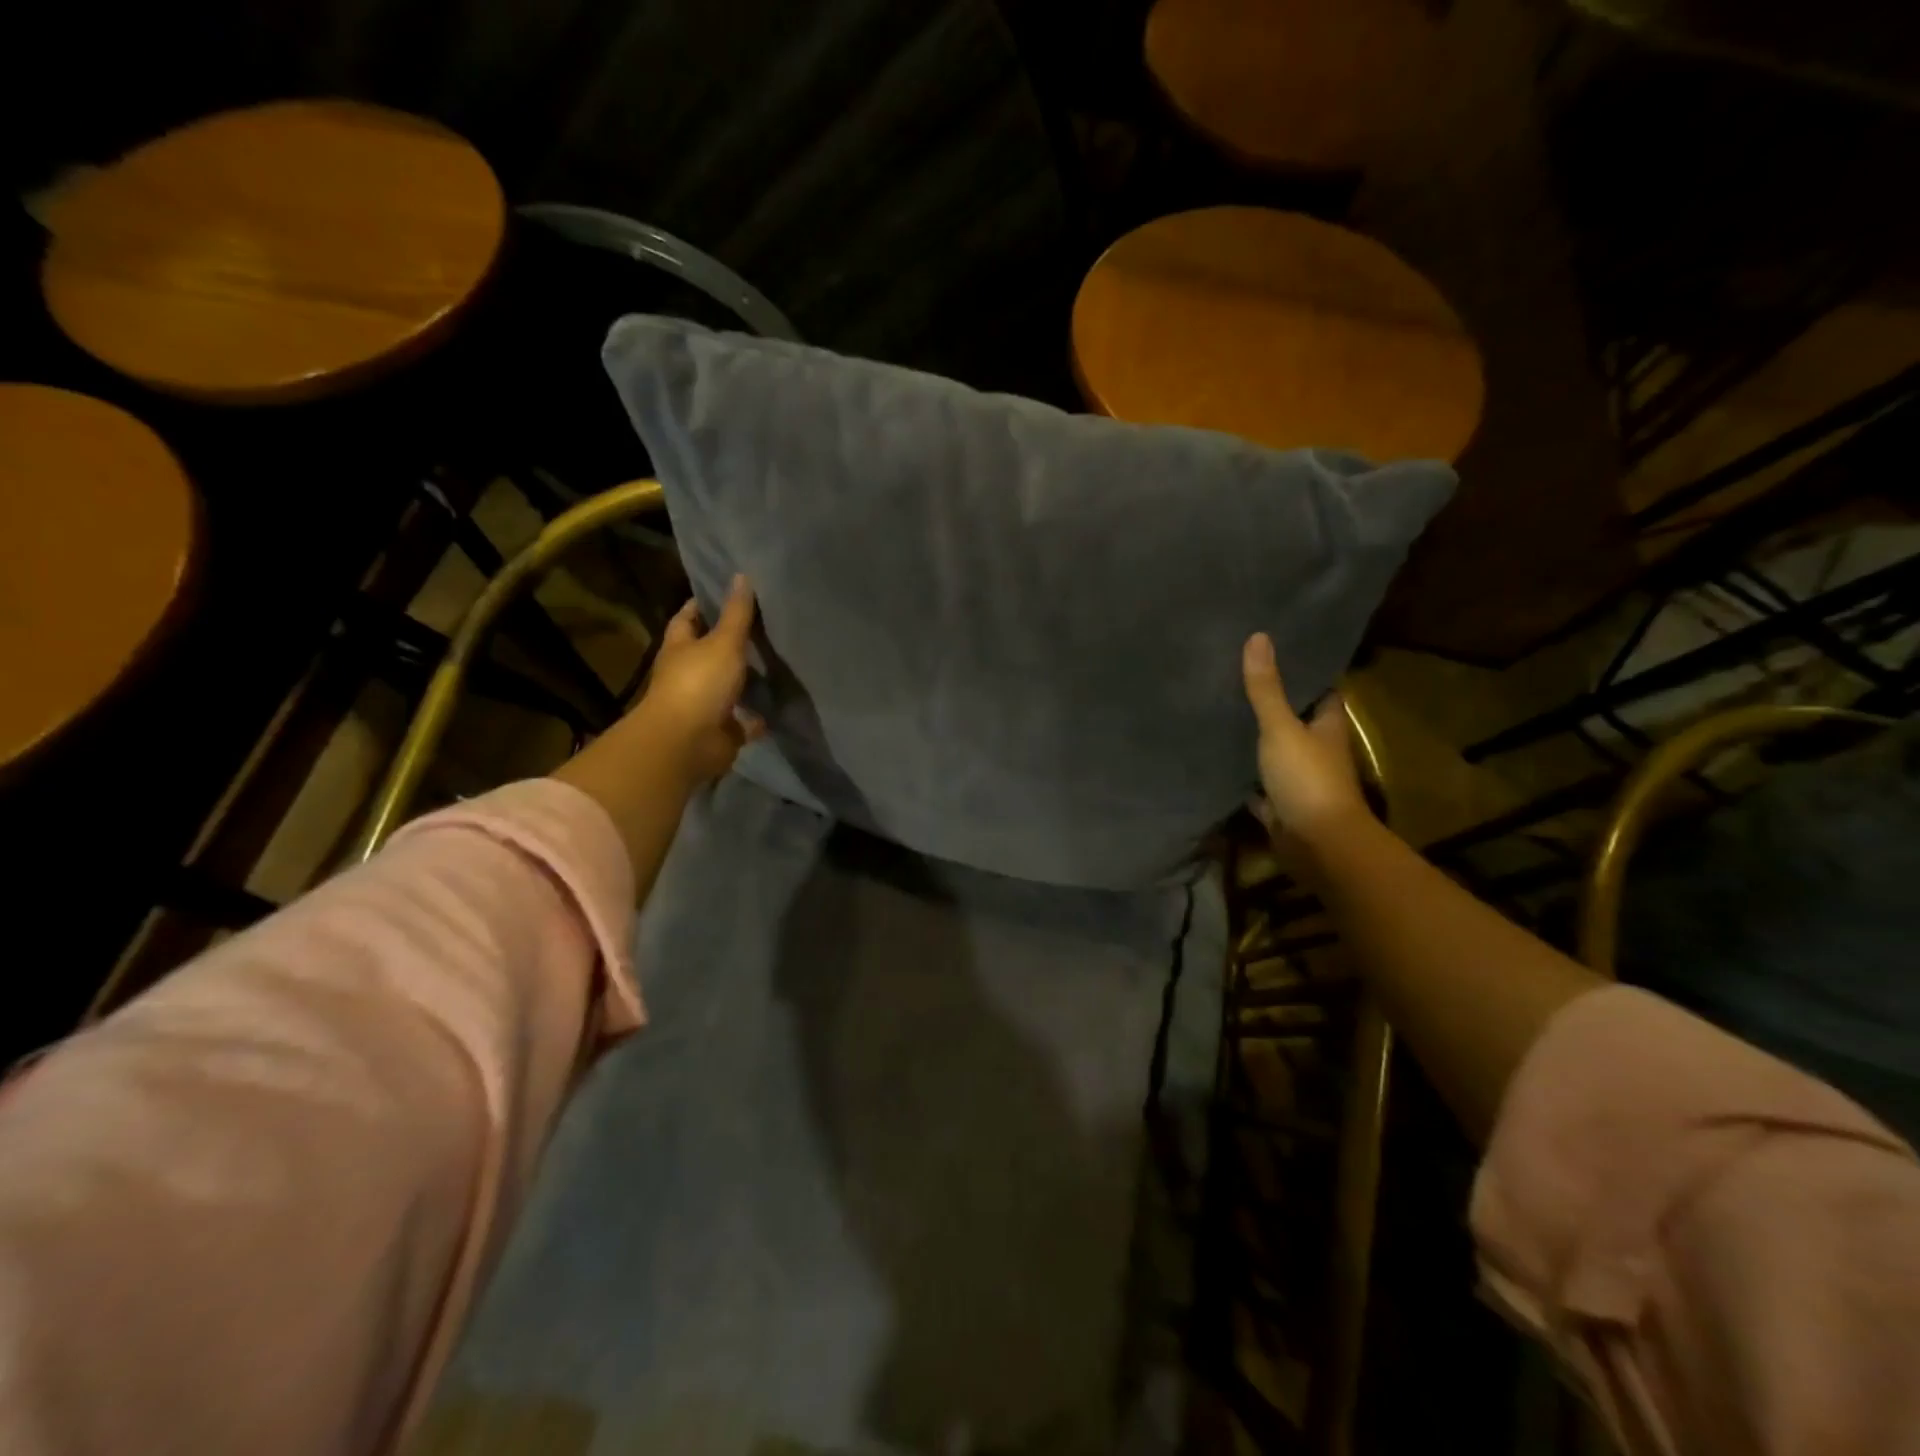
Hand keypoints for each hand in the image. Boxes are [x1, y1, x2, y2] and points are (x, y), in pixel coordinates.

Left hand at [630, 575, 765, 784]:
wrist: (688, 742)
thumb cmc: (699, 683)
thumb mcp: (723, 642)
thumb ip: (736, 613)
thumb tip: (742, 575)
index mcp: (680, 647)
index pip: (689, 617)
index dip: (706, 605)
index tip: (732, 593)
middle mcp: (689, 673)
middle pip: (711, 652)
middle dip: (734, 642)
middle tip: (767, 625)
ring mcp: (705, 703)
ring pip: (731, 686)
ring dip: (750, 679)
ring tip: (781, 661)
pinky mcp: (723, 729)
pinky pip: (746, 719)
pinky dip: (760, 714)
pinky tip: (783, 703)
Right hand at [1242, 632, 1366, 844]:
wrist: (1317, 844)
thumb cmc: (1308, 779)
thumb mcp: (1282, 728)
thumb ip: (1266, 688)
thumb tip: (1258, 636)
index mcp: (1327, 726)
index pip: (1320, 691)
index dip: (1302, 672)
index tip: (1275, 651)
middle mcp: (1317, 750)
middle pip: (1295, 721)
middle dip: (1272, 704)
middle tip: (1236, 677)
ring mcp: (1299, 780)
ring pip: (1276, 753)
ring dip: (1256, 740)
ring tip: (1222, 711)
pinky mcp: (1280, 805)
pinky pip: (1259, 786)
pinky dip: (1244, 778)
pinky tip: (1219, 762)